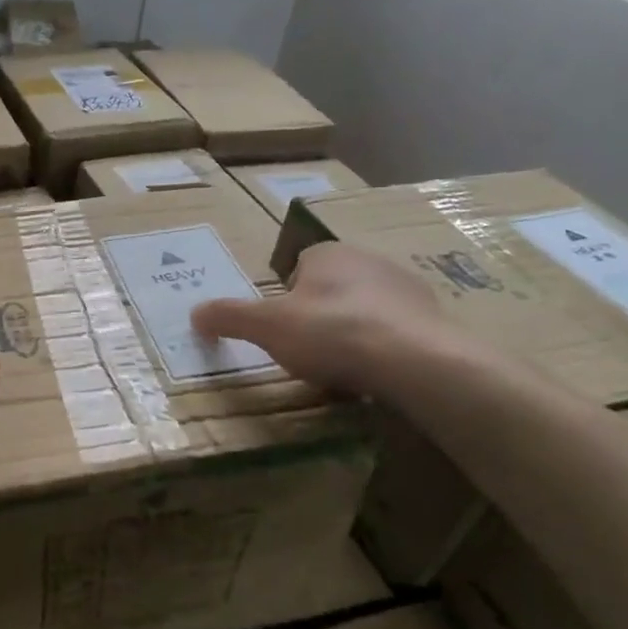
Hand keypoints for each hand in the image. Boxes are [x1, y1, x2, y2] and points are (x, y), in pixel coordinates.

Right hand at [192, 241, 445, 392]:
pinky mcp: (433, 318)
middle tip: (307, 350)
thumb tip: (194, 313)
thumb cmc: (331, 332)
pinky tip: (374, 374)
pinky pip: (394, 331)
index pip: (298, 266)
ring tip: (340, 368)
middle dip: (318, 315)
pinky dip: (381, 349)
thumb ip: (229, 317)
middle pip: (331, 288)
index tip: (282, 328)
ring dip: (351, 332)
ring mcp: (406, 288)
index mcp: (328, 253)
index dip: (286, 297)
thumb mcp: (266, 326)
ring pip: (363, 310)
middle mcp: (369, 260)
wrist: (415, 361)